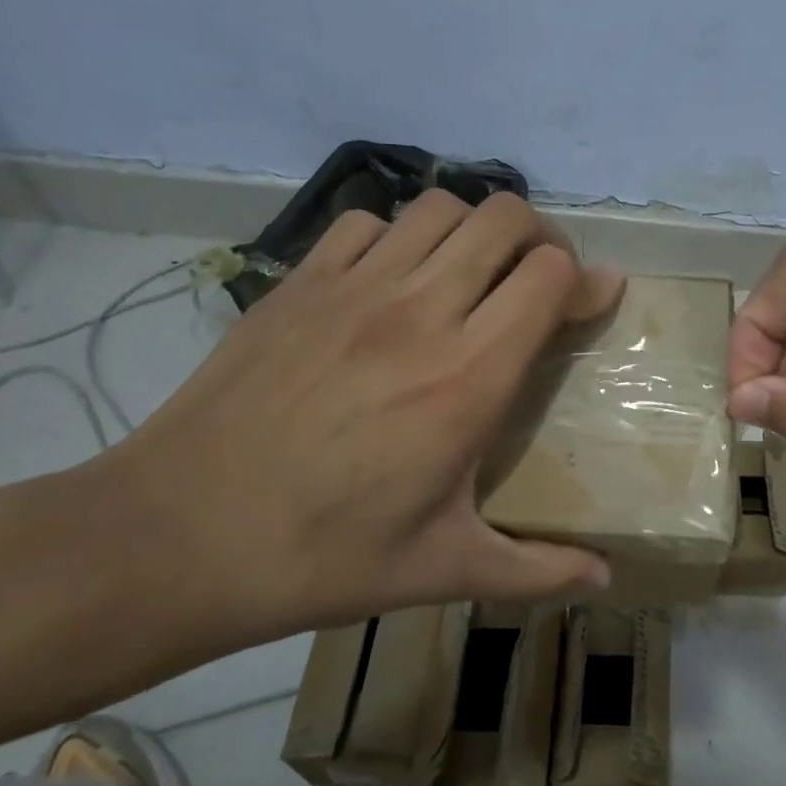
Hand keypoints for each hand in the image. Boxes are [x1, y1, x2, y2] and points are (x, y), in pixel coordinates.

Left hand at [93, 191, 624, 649]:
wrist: (178, 537)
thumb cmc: (325, 557)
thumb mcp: (445, 570)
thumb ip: (538, 568)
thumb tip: (606, 578)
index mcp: (468, 378)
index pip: (549, 276)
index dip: (583, 281)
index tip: (590, 305)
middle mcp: (419, 313)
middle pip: (504, 218)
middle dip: (540, 239)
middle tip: (538, 283)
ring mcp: (352, 289)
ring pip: (439, 207)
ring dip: (473, 231)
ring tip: (472, 277)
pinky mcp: (296, 285)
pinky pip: (365, 224)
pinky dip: (397, 237)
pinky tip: (391, 284)